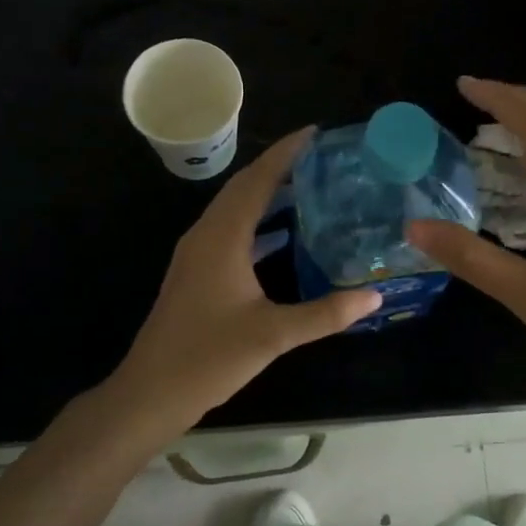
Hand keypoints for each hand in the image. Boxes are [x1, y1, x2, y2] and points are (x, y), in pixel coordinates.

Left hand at [104, 128, 381, 437]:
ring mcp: (197, 254)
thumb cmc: (208, 357)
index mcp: (222, 237)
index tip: (315, 132)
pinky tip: (281, 234)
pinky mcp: (196, 272)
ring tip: (307, 186)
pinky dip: (256, 221)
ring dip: (267, 193)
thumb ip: (326, 313)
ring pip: (234, 208)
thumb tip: (375, 295)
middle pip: (244, 187)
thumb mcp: (273, 335)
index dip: (285, 153)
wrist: (150, 392)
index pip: (257, 180)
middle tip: (319, 157)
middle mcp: (206, 235)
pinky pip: (230, 230)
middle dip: (279, 166)